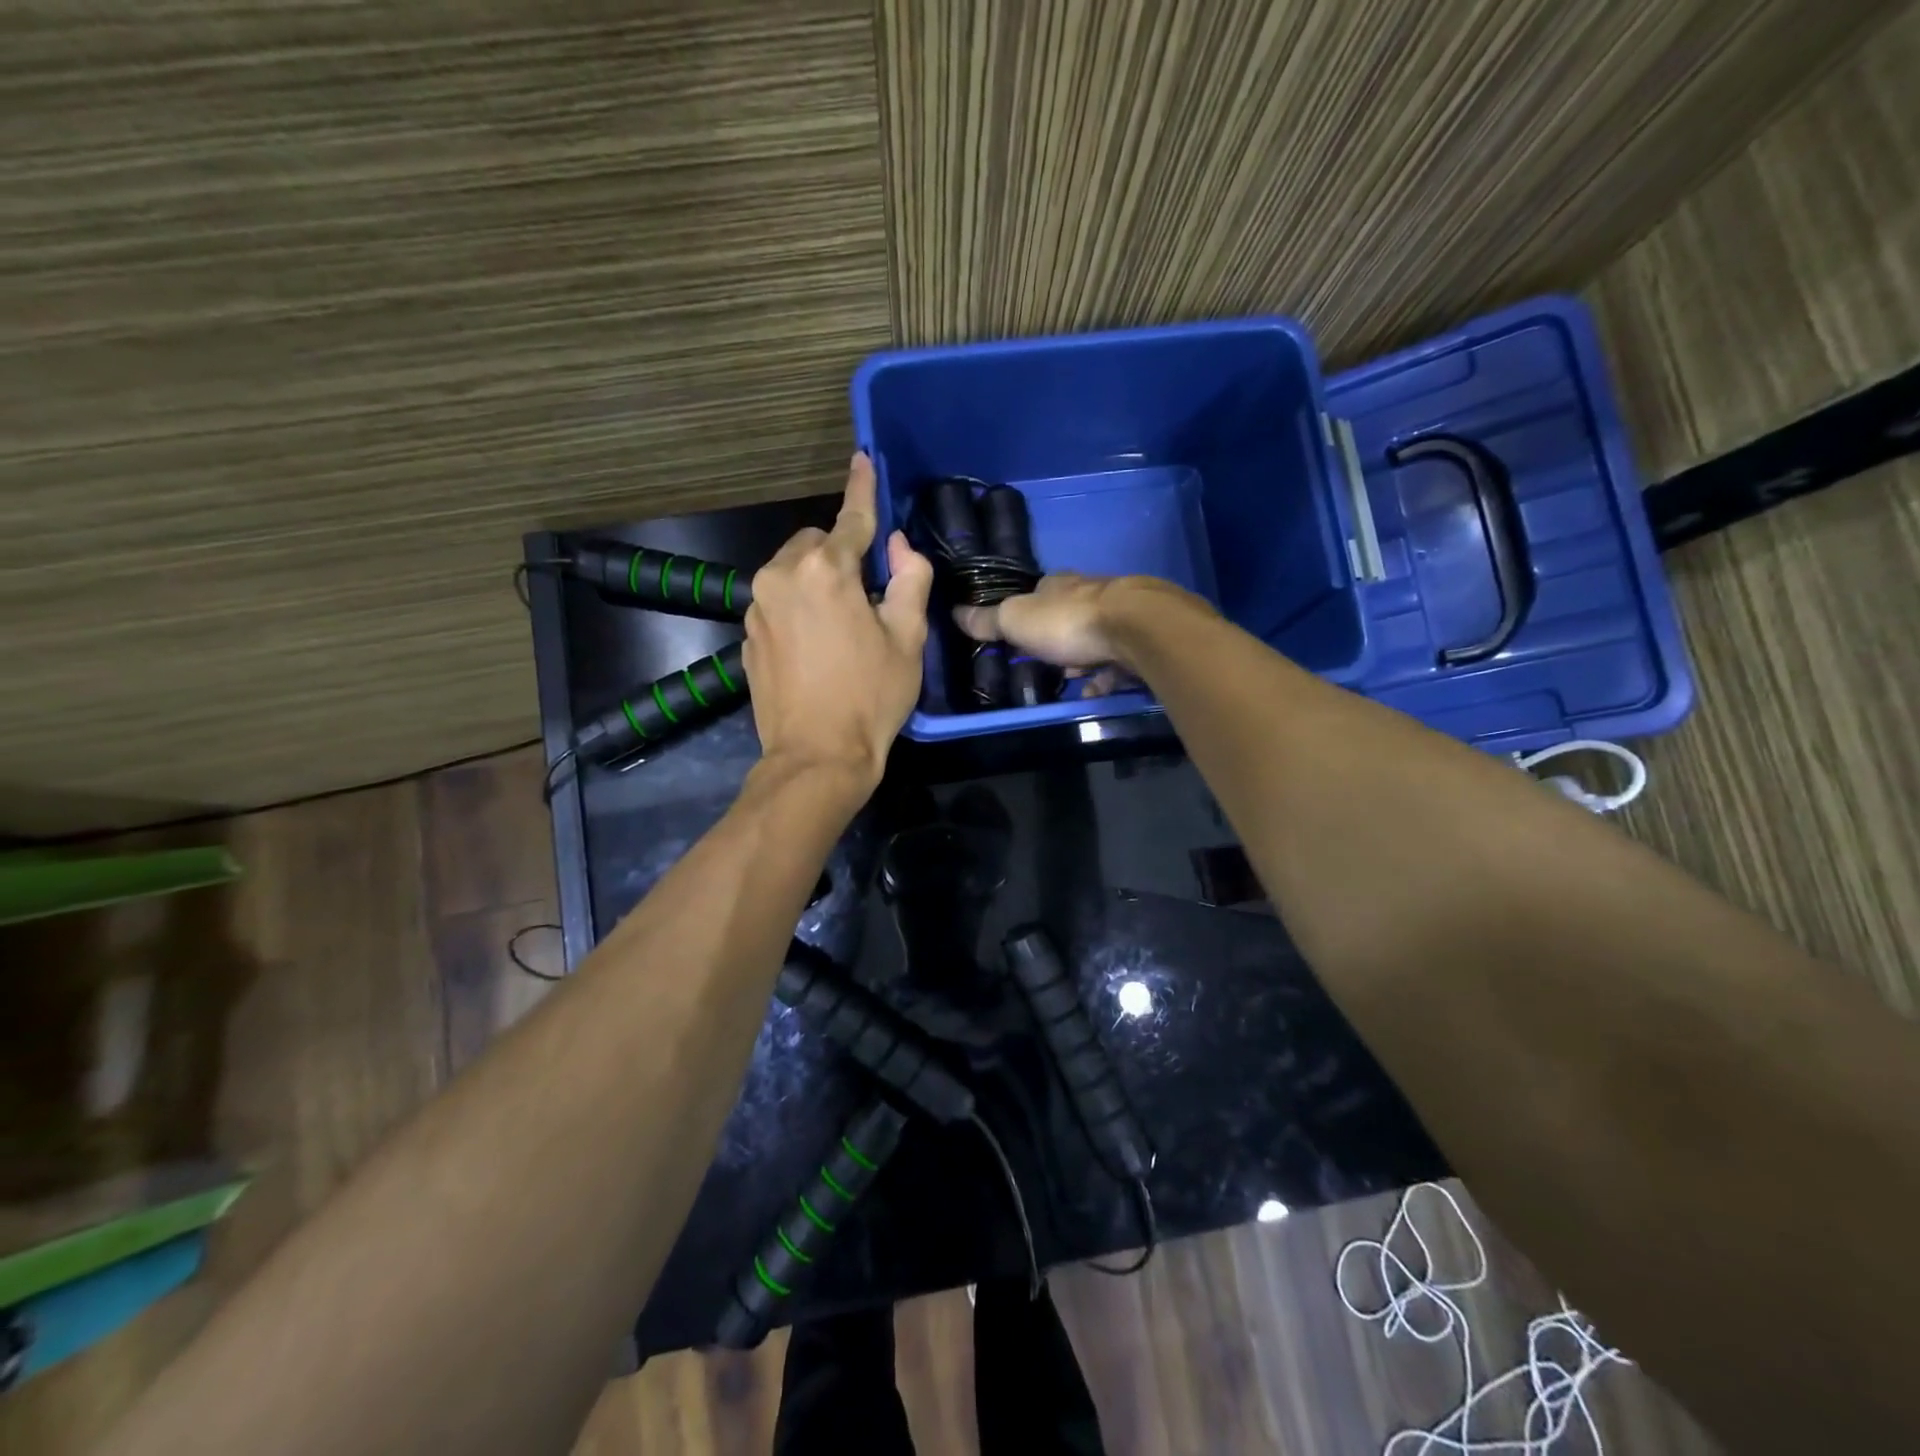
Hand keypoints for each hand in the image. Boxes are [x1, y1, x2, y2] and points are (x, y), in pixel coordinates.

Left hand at [743, 452, 932, 792]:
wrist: (816, 756)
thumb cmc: (871, 697)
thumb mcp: (908, 638)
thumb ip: (908, 579)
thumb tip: (898, 545)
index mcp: (825, 571)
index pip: (851, 518)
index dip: (863, 488)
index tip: (862, 457)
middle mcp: (781, 577)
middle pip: (818, 545)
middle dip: (843, 556)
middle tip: (871, 597)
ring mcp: (757, 607)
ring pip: (794, 572)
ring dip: (820, 582)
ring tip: (845, 627)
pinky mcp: (748, 635)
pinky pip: (779, 603)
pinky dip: (800, 608)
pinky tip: (819, 646)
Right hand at [953, 572, 1199, 681]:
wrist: (1137, 629)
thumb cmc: (1069, 622)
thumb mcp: (1018, 621)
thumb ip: (989, 620)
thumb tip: (955, 612)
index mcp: (1060, 585)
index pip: (1039, 591)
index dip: (1028, 611)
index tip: (1018, 633)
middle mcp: (1092, 593)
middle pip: (1070, 615)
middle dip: (1057, 639)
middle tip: (1045, 663)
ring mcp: (1121, 616)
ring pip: (1096, 637)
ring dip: (1083, 658)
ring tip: (1071, 680)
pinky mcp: (1143, 639)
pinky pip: (1119, 661)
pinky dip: (1106, 676)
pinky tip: (1096, 692)